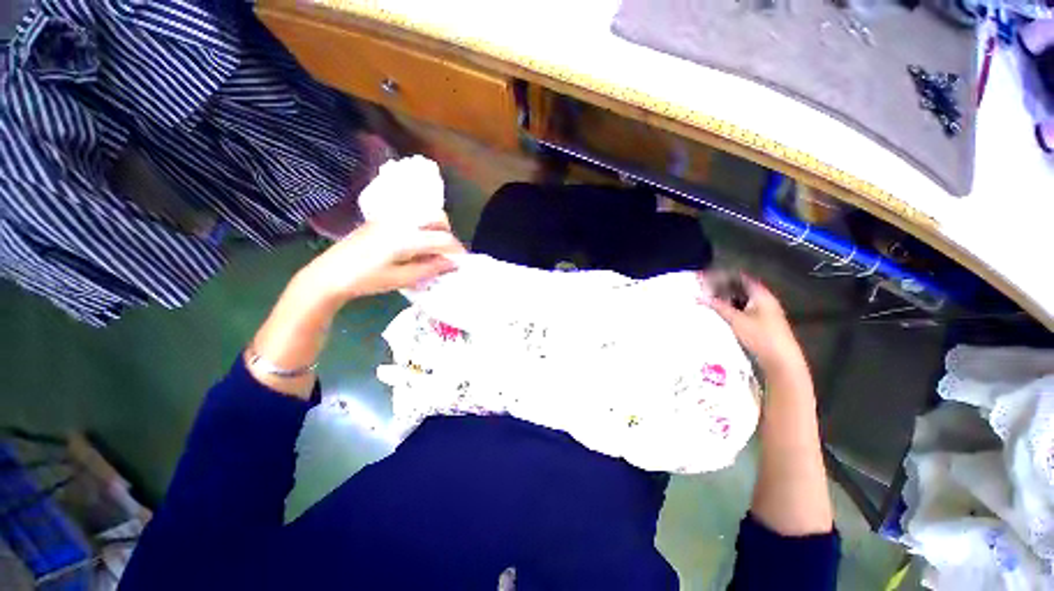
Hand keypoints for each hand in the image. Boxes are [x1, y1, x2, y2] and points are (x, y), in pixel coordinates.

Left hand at [297, 218, 464, 305]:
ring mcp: (390, 217)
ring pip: (425, 215)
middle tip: (447, 254)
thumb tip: (452, 263)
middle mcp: (401, 220)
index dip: (456, 250)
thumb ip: (430, 268)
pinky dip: (422, 229)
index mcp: (406, 236)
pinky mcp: (382, 219)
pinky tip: (416, 246)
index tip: (461, 263)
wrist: (329, 274)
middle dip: (448, 235)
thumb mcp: (402, 279)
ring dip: (436, 230)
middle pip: (437, 217)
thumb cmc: (366, 280)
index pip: (442, 238)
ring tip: (432, 251)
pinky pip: (411, 218)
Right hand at [709, 276, 806, 375]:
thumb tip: (699, 296)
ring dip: (725, 299)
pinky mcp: (760, 323)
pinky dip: (730, 308)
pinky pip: (742, 309)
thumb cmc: (761, 336)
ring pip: (740, 300)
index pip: (739, 278)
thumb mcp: (736, 320)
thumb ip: (718, 306)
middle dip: (721, 288)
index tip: (705, 278)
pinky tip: (719, 312)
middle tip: (703, 290)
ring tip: (707, 300)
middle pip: (740, 288)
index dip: (722, 276)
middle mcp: (763, 300)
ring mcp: (763, 312)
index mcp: (761, 295)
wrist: (781, 360)